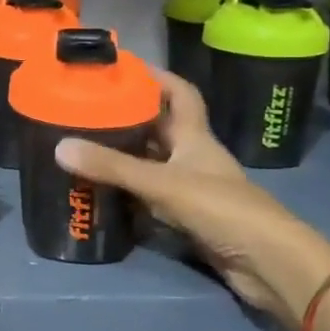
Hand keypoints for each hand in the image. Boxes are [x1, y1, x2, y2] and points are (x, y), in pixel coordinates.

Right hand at [53, 70, 329, 325]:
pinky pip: (150, 196)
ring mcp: (192, 189)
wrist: (268, 264)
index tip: (123, 66)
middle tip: (88, 107)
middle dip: (128, 115)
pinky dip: (128, 192)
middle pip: (159, 127)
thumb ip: (113, 167)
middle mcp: (193, 157)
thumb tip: (60, 147)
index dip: (156, 76)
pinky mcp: (188, 218)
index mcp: (195, 137)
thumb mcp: (162, 184)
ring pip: (152, 162)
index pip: (180, 93)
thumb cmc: (222, 210)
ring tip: (85, 144)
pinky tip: (101, 191)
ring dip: (124, 155)